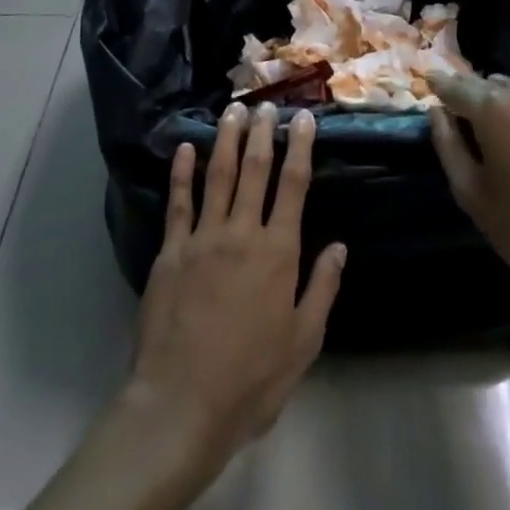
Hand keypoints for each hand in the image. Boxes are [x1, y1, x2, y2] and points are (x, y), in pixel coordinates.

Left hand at [126, 102, 345, 480]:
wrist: (181, 404)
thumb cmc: (251, 379)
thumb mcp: (303, 341)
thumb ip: (322, 288)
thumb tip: (339, 246)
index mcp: (278, 252)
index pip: (293, 186)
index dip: (300, 148)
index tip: (303, 119)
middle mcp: (241, 233)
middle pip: (254, 171)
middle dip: (262, 134)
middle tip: (266, 105)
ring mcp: (202, 239)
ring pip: (217, 177)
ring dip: (227, 141)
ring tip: (232, 112)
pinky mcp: (170, 252)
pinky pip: (179, 203)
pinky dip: (182, 173)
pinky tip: (187, 149)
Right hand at [429, 73, 509, 311]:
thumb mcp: (473, 196)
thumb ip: (448, 146)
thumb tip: (438, 112)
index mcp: (494, 111)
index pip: (456, 85)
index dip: (440, 86)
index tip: (429, 85)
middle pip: (491, 84)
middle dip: (475, 96)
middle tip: (467, 121)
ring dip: (508, 106)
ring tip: (507, 135)